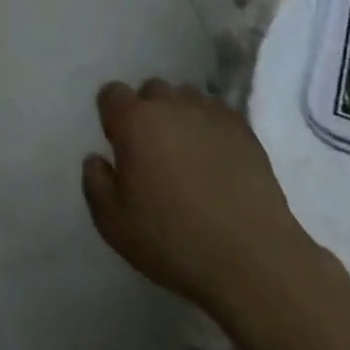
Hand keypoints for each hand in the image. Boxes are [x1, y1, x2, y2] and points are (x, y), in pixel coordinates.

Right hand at [82, 79, 309, 314]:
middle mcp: (170, 106)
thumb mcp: (114, 225)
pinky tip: (217, 156)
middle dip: (147, 111)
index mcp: (134, 121)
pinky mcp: (244, 130)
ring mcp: (211, 114)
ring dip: (180, 114)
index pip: (112, 94)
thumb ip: (95, 184)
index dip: (111, 115)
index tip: (118, 144)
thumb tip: (96, 159)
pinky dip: (211, 126)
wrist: (253, 260)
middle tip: (153, 150)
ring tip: (187, 150)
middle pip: (151, 90)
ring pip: (187, 96)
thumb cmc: (174, 241)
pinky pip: (218, 112)